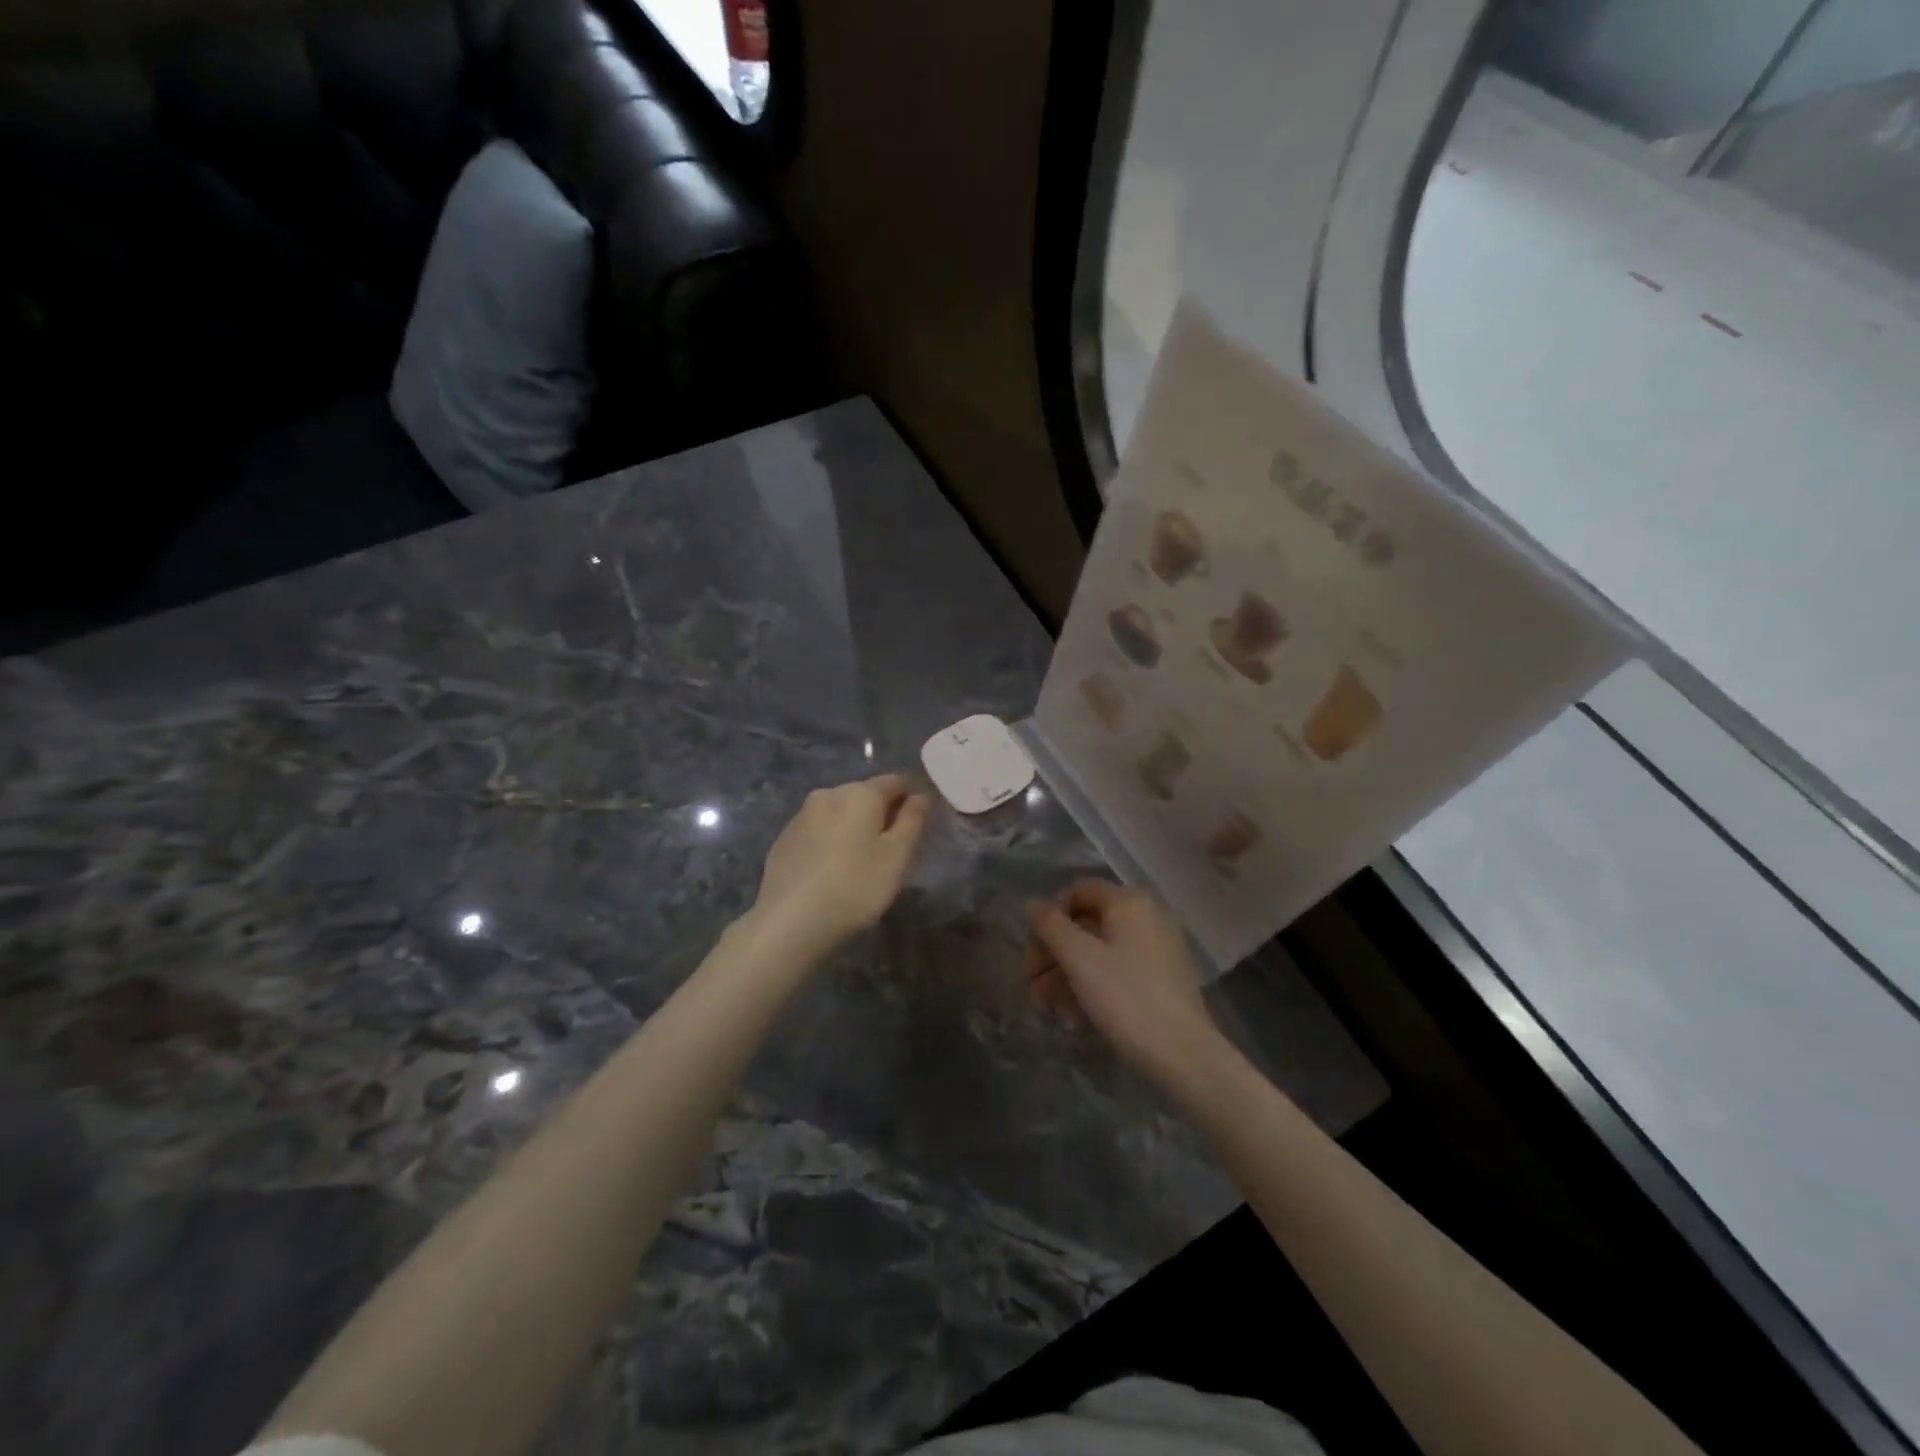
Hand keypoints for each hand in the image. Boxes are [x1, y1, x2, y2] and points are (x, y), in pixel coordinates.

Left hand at [751, 775, 931, 953]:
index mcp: (860, 793)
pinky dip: (831, 841)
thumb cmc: (855, 886)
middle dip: (881, 814)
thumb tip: (921, 795)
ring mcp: (801, 815)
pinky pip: (818, 831)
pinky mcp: (783, 838)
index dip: (911, 799)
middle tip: (892, 850)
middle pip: (865, 795)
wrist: (790, 921)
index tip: (919, 826)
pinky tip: (832, 871)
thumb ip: (913, 820)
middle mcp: (829, 794)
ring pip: (839, 813)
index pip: (896, 781)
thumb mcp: (897, 856)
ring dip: (854, 828)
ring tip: (861, 863)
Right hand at [1027, 880, 1221, 1082]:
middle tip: (1033, 987)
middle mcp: (1146, 916)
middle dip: (1054, 955)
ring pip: (1099, 951)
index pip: (1077, 891)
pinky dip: (1092, 987)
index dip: (1049, 918)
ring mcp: (1157, 948)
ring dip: (1067, 975)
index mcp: (1129, 901)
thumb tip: (1033, 904)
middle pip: (1086, 924)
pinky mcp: (1162, 978)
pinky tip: (1076, 1018)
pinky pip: (1117, 970)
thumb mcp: (1079, 958)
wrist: (1183, 1054)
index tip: (1033, 953)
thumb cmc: (1126, 996)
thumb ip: (1050, 925)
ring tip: (1050, 1008)